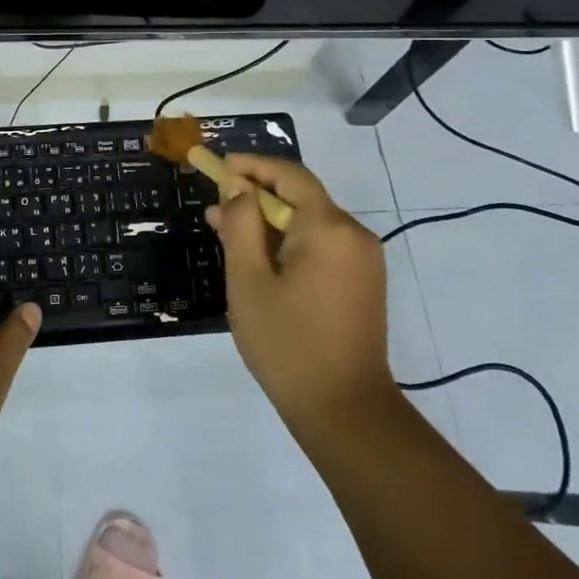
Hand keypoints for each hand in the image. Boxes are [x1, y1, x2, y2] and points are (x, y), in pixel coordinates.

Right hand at [206, 154, 394, 441]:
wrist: (346, 412)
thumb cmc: (288, 344)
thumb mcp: (248, 280)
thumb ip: (241, 224)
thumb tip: (238, 187)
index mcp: (329, 228)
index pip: (290, 175)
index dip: (252, 166)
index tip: (218, 167)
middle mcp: (353, 234)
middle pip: (300, 197)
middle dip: (256, 196)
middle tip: (214, 206)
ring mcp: (363, 260)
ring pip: (310, 223)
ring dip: (270, 222)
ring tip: (227, 232)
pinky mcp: (363, 283)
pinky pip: (322, 246)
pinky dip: (289, 243)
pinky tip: (259, 260)